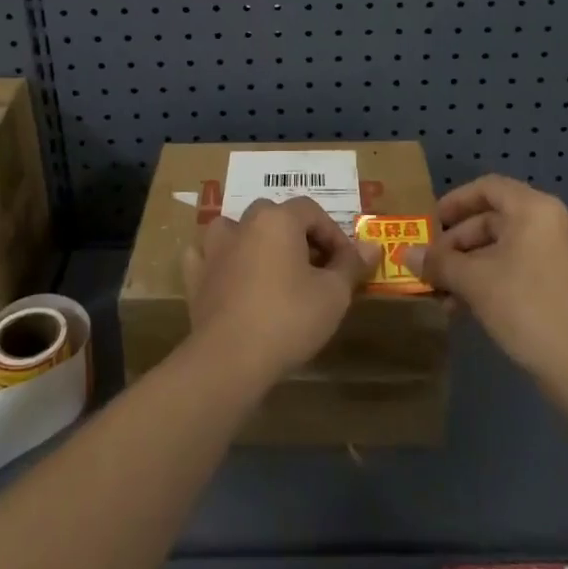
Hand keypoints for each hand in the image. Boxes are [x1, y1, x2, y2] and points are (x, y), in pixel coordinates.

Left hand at [183, 197, 382, 387]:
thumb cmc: (289, 319)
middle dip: (296, 235)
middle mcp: (243, 224)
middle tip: (314, 268)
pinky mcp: (195, 277)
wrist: (231, 358)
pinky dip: (217, 261)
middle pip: (274, 215)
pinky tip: (228, 276)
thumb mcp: (334, 294)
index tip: (346, 264)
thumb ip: (351, 265)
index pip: (311, 211)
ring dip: (252, 240)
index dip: (333, 234)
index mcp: (277, 220)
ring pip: (234, 228)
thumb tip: (372, 245)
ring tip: (270, 267)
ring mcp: (214, 250)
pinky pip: (205, 256)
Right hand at [413, 175, 567, 402]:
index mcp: (535, 210)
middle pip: (494, 219)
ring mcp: (562, 256)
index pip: (488, 187)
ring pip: (504, 249)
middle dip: (457, 243)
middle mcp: (553, 224)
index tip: (429, 223)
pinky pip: (520, 269)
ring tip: (442, 295)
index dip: (454, 201)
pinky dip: (492, 280)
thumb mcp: (474, 282)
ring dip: (470, 267)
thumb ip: (438, 263)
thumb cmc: (527, 308)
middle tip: (430, 267)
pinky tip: (467, 309)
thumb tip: (404, 254)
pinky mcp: (565, 286)